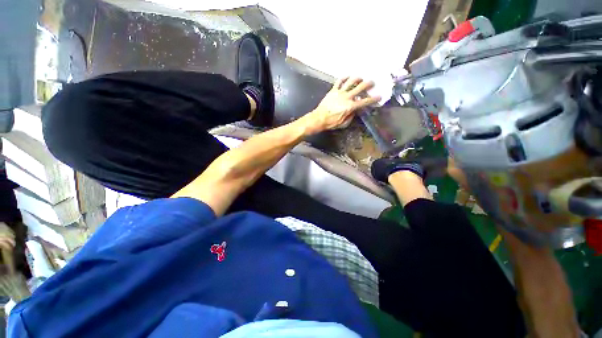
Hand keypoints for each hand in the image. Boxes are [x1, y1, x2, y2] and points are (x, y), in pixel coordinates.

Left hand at [299, 77, 380, 134]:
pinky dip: (344, 78)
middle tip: (372, 83)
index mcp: (350, 106)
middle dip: (368, 84)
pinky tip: (347, 76)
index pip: (365, 102)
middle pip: (360, 87)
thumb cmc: (331, 122)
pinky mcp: (333, 90)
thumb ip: (351, 116)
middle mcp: (347, 97)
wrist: (319, 118)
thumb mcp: (344, 123)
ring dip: (357, 78)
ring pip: (350, 81)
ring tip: (361, 77)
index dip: (373, 99)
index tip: (379, 97)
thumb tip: (355, 111)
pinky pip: (339, 81)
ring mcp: (339, 92)